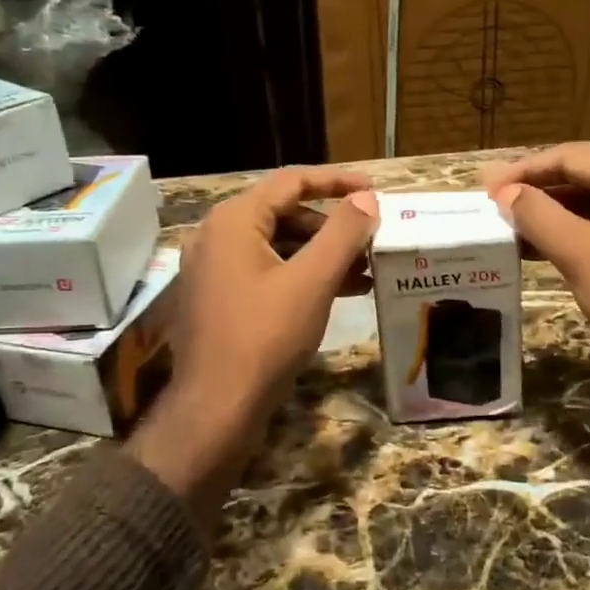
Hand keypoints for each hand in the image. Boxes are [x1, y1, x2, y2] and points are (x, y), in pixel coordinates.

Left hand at [131, 167, 377, 530]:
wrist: (217, 408)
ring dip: (322, 255)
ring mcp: (215, 270)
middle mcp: (218, 236)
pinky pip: (268, 273)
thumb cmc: (265, 337)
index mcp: (234, 220)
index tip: (374, 190)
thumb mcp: (312, 281)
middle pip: (285, 214)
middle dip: (333, 227)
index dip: (337, 182)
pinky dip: (302, 277)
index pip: (292, 181)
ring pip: (279, 246)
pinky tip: (339, 294)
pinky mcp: (221, 299)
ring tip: (366, 272)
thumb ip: (342, 233)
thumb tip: (366, 198)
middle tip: (373, 241)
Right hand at [483, 143, 589, 402]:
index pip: (573, 156)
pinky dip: (579, 233)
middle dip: (540, 190)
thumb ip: (539, 216)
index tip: (486, 189)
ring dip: (556, 213)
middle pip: (588, 175)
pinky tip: (547, 249)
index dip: (525, 170)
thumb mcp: (582, 255)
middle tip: (495, 205)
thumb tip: (506, 193)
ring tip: (513, 228)